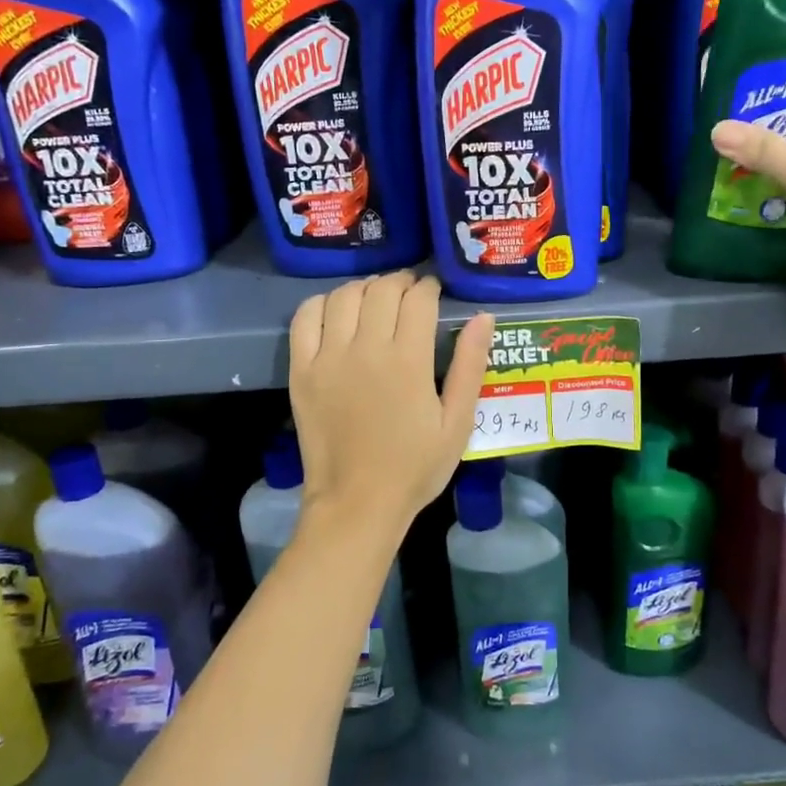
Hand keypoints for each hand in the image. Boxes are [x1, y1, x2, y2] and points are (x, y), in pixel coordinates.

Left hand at [289, 272, 493, 536]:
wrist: (357, 503)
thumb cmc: (415, 467)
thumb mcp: (458, 422)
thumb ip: (471, 366)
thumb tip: (483, 317)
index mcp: (408, 361)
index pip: (418, 299)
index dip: (429, 287)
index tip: (434, 291)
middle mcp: (366, 349)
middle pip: (381, 290)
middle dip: (400, 282)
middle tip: (409, 292)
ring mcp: (328, 358)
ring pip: (344, 296)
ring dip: (365, 287)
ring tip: (376, 298)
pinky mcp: (302, 370)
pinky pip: (305, 318)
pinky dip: (322, 303)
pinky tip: (336, 311)